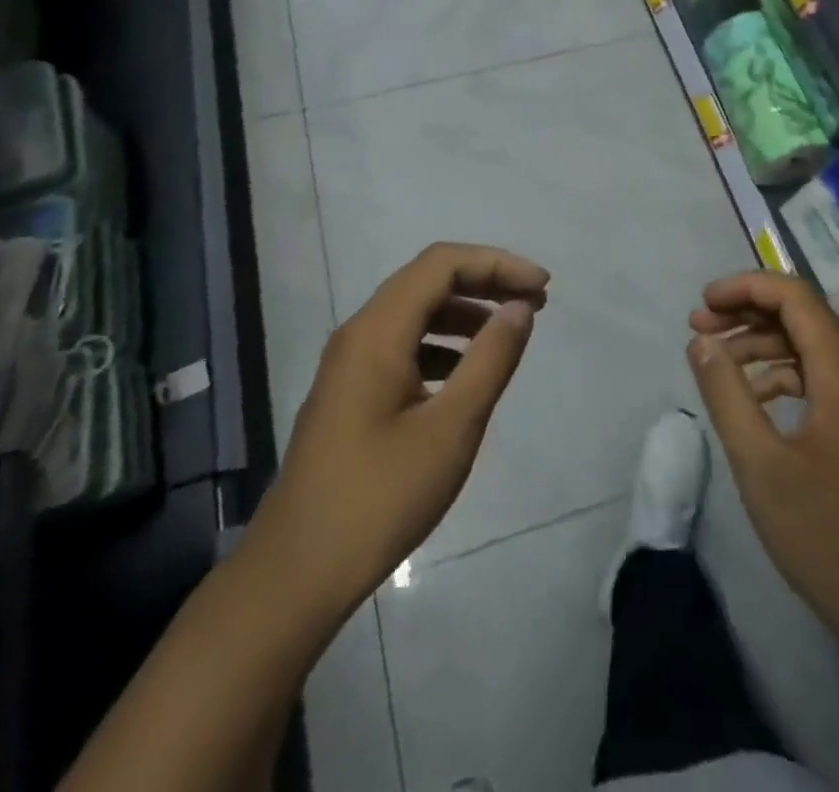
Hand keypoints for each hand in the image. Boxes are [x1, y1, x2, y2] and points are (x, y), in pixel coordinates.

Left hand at [238, 243, 548, 638]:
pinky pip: (401, 344)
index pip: (442, 264)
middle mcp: (359, 333)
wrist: (296, 574)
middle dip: (484, 282)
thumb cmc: (380, 498)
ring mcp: (349, 363)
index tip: (542, 288)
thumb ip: (490, 360)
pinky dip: (441, 343)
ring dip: (464, 312)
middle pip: (427, 280)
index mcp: (377, 331)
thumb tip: (519, 308)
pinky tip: (465, 373)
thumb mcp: (451, 429)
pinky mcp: (348, 392)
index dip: (497, 264)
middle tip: (534, 304)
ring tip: (507, 334)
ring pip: (413, 312)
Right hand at [687, 271, 838, 664]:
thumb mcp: (760, 464)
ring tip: (714, 358)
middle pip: (802, 315)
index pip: (794, 296)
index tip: (702, 304)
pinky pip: (821, 376)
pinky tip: (751, 397)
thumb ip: (726, 393)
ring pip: (810, 344)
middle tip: (698, 327)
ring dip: (761, 342)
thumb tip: (700, 341)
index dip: (745, 287)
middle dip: (746, 312)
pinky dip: (781, 374)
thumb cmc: (826, 534)